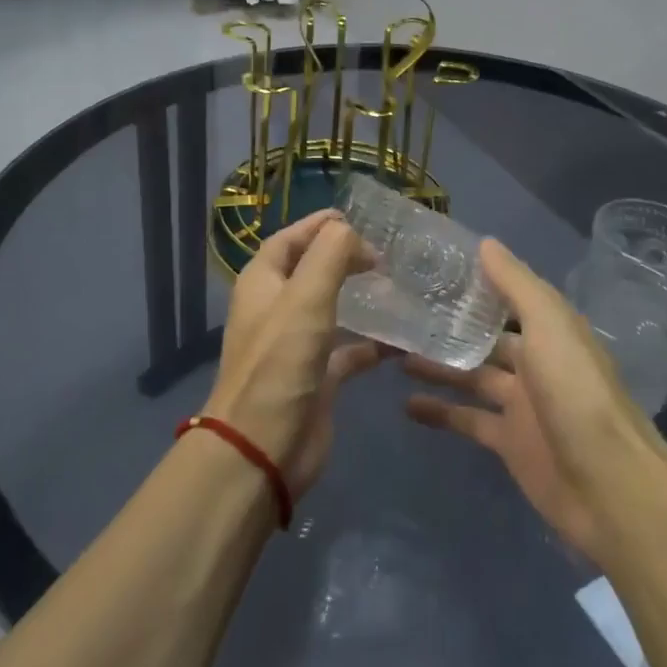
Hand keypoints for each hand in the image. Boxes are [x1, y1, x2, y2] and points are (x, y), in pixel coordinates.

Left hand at [203, 209, 382, 496]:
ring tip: (398, 286)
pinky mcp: (318, 377)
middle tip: (384, 253)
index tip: (357, 218)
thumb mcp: (306, 296)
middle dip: (344, 257)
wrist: (263, 448)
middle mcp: (277, 309)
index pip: (289, 240)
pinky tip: (403, 339)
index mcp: (263, 283)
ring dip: (361, 297)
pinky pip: (350, 350)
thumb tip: (353, 233)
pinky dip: (373, 343)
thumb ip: (331, 254)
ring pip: (333, 309)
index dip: (318, 225)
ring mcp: (297, 345)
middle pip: (311, 270)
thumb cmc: (280, 363)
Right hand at [401, 238, 666, 561]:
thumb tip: (485, 243)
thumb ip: (516, 285)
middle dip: (449, 324)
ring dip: (438, 364)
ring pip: (471, 376)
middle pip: (485, 337)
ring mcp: (521, 404)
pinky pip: (467, 420)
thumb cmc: (576, 393)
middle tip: (399, 311)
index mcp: (549, 329)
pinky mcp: (508, 442)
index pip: (508, 296)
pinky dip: (440, 412)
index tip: (431, 267)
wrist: (608, 486)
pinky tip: (405, 404)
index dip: (475, 282)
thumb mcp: (549, 325)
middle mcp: (535, 361)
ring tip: (391, 352)